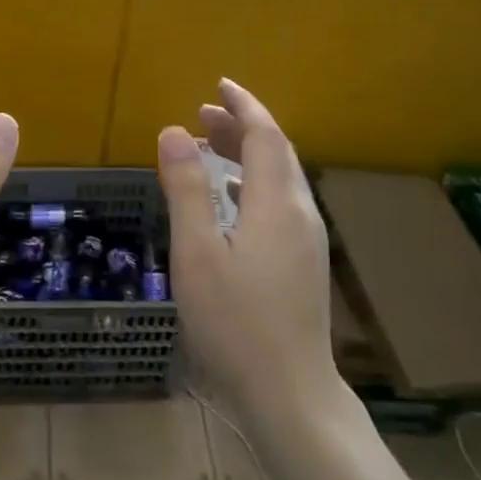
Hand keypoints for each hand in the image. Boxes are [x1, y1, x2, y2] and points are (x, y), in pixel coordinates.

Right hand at [157, 79, 336, 419]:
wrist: (289, 394)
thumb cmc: (235, 323)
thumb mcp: (198, 252)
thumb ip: (187, 189)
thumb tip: (173, 131)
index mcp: (276, 203)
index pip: (265, 134)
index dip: (243, 105)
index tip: (218, 85)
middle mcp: (300, 213)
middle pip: (276, 152)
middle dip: (241, 126)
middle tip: (200, 114)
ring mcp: (307, 241)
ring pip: (280, 178)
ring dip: (246, 154)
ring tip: (207, 147)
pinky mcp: (303, 263)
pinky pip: (280, 202)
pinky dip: (253, 183)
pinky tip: (231, 198)